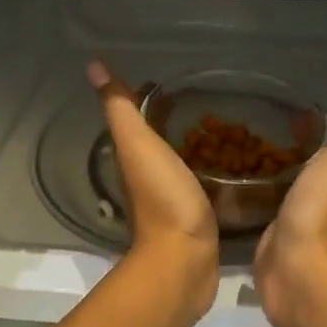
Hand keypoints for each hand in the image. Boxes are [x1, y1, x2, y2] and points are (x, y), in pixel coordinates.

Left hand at [87, 61, 219, 319]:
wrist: (184, 260)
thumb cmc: (163, 199)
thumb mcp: (139, 146)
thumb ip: (121, 109)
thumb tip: (94, 66)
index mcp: (134, 159)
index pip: (139, 120)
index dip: (150, 99)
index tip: (171, 83)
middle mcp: (149, 178)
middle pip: (160, 142)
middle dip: (177, 123)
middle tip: (206, 103)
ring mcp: (173, 200)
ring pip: (182, 164)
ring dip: (195, 148)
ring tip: (225, 129)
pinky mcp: (197, 218)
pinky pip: (202, 186)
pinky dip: (211, 173)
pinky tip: (231, 168)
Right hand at [253, 91, 326, 326]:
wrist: (297, 270)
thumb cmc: (321, 211)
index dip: (314, 125)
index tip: (290, 109)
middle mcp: (317, 196)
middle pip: (303, 164)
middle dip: (286, 146)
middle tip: (254, 125)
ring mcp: (292, 217)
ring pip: (281, 185)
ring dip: (267, 169)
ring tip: (235, 147)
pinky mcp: (269, 235)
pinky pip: (261, 207)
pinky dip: (251, 193)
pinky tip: (229, 183)